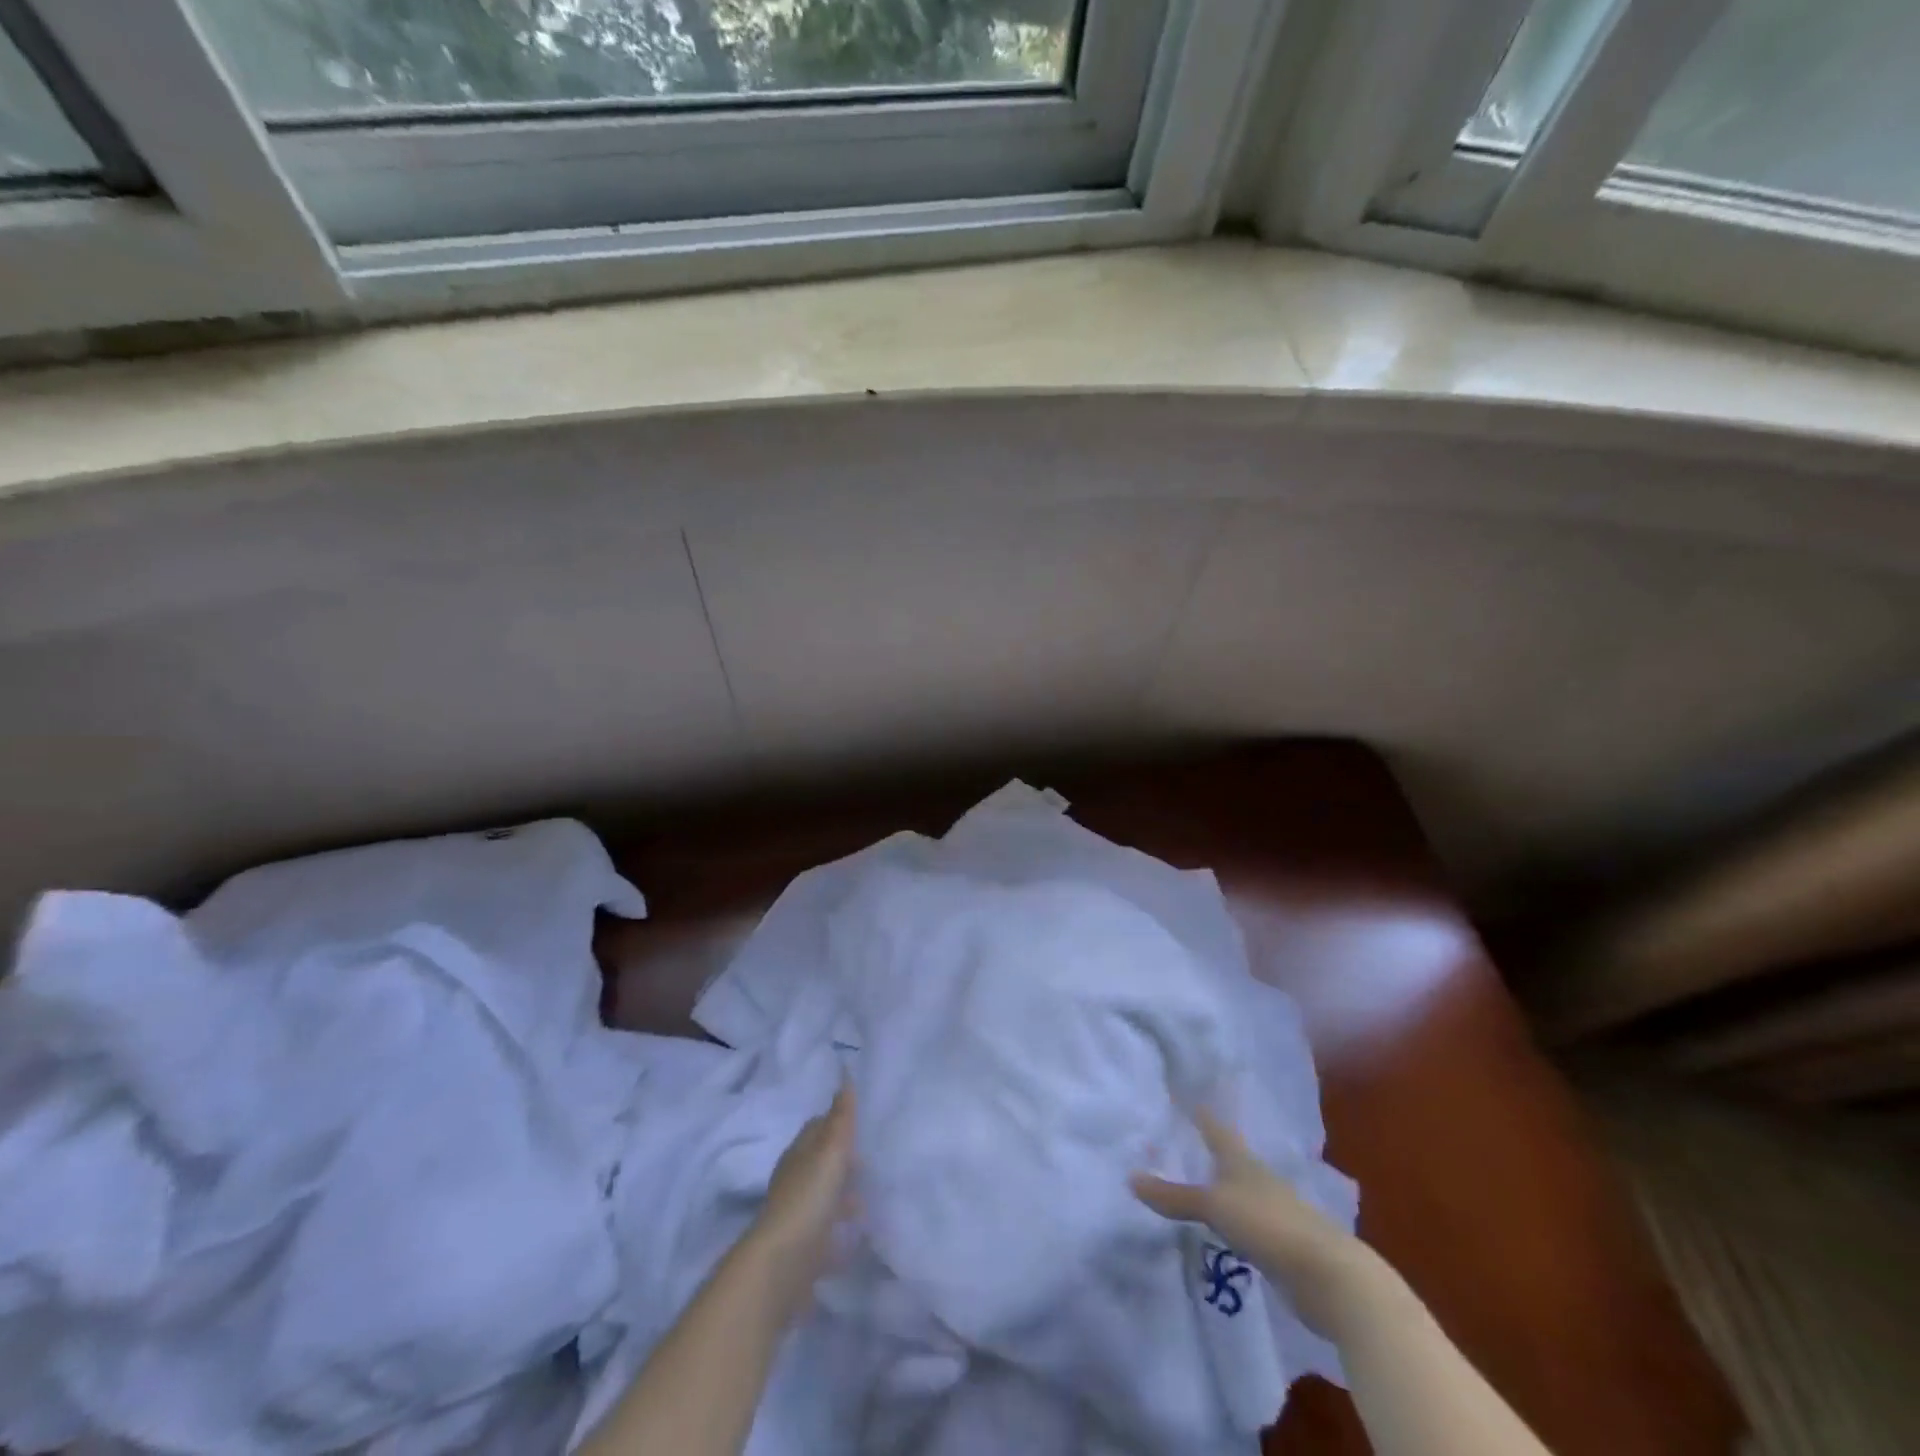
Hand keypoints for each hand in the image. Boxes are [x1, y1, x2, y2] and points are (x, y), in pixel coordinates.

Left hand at [748, 1081, 857, 1303]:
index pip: (816, 1128)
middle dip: (843, 1161)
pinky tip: (858, 1237)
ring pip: (823, 1199)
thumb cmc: (807, 1199)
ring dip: (843, 1198)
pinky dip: (840, 1232)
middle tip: (873, 1159)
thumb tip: (845, 1077)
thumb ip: (841, 1118)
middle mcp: (795, 1182)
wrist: (781, 1267)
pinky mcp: (803, 1251)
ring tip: (869, 1199)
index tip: (860, 1120)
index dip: (836, 1121)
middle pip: (820, 1164)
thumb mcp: (830, 1151)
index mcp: (799, 1155)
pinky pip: (826, 1235)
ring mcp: (797, 1218)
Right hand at [1132, 1107, 1376, 1335]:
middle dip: (1206, 1147)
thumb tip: (1130, 1178)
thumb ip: (1175, 1196)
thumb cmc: (1269, 1225)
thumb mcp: (1215, 1206)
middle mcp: (1256, 1177)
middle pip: (1227, 1156)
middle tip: (1177, 1137)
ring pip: (1236, 1190)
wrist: (1330, 1277)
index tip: (1181, 1092)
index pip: (1215, 1126)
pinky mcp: (1278, 1244)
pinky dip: (1227, 1219)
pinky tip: (1216, 1226)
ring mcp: (1271, 1211)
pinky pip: (1243, 1223)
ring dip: (1217, 1185)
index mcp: (1242, 1160)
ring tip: (1191, 1180)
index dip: (1198, 1110)